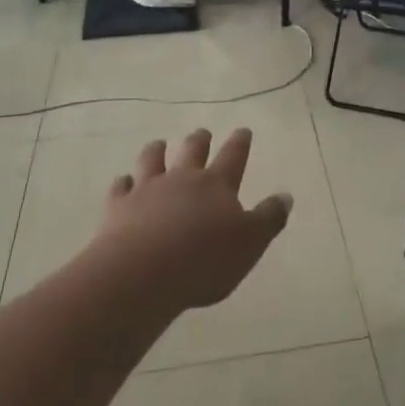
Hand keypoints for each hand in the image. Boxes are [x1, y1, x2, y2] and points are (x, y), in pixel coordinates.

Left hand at [92, 129, 292, 310]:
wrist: (142, 274)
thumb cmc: (204, 261)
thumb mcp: (250, 244)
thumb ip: (269, 218)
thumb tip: (286, 196)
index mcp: (217, 185)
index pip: (233, 156)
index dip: (239, 143)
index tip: (243, 130)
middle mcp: (182, 179)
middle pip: (192, 151)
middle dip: (199, 140)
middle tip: (202, 133)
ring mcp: (148, 190)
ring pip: (152, 160)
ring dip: (157, 151)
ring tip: (159, 144)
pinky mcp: (118, 207)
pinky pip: (120, 187)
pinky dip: (123, 182)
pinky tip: (123, 181)